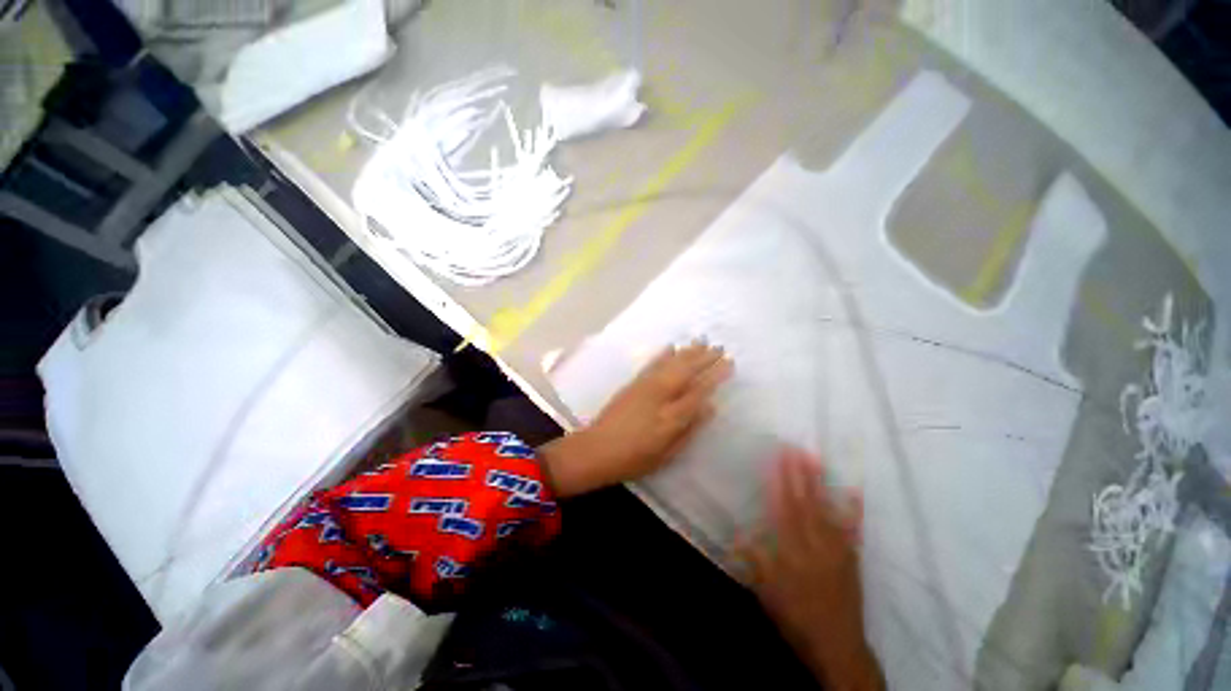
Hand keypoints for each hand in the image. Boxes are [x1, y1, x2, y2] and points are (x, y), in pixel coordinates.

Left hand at [540, 343, 731, 496]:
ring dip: (687, 352)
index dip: (715, 375)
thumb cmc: (634, 458)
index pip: (699, 390)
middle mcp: (660, 395)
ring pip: (671, 364)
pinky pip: (652, 364)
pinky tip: (671, 347)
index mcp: (671, 416)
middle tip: (719, 347)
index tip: (729, 363)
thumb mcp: (667, 453)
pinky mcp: (633, 383)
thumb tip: (709, 407)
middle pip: (686, 372)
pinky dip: (663, 355)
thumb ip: (689, 428)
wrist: (596, 449)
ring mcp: (645, 386)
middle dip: (704, 358)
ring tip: (701, 341)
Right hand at [737, 448, 882, 690]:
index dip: (780, 482)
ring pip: (826, 509)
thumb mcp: (767, 593)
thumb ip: (754, 560)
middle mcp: (815, 545)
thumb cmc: (796, 618)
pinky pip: (851, 529)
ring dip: (820, 482)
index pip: (784, 509)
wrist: (838, 646)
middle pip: (805, 503)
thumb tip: (738, 530)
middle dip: (798, 473)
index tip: (776, 460)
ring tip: (815, 459)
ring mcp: (837, 550)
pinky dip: (852, 509)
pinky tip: (853, 492)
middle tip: (795, 448)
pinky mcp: (851, 557)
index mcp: (792, 552)